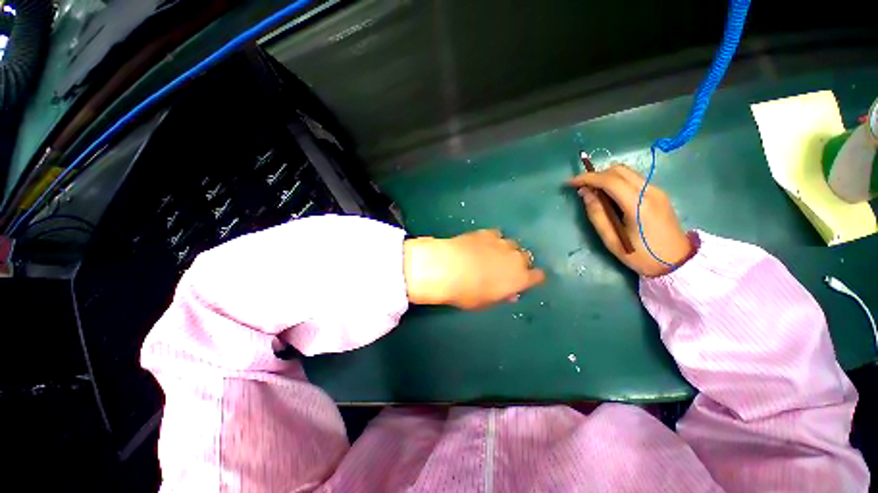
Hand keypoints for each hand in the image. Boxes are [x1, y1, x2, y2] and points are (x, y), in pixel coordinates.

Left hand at [404, 230, 544, 309]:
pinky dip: (493, 240)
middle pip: (526, 257)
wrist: (449, 268)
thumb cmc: (468, 293)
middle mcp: (515, 258)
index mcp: (519, 279)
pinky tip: (483, 244)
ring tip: (494, 254)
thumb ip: (501, 295)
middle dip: (519, 262)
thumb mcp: (486, 302)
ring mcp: (501, 243)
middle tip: (506, 268)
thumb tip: (510, 293)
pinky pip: (496, 234)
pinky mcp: (487, 233)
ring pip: (512, 244)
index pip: (537, 276)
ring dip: (506, 250)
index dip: (533, 277)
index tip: (527, 280)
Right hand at [568, 164, 692, 276]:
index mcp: (638, 205)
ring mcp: (657, 190)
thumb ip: (597, 214)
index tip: (570, 182)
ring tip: (594, 192)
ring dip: (607, 177)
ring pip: (627, 172)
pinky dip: (617, 182)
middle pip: (619, 170)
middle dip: (596, 175)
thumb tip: (585, 193)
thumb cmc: (640, 255)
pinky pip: (634, 179)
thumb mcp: (611, 240)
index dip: (587, 178)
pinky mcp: (659, 193)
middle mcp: (650, 191)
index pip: (609, 180)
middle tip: (582, 188)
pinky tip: (610, 196)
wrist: (676, 262)